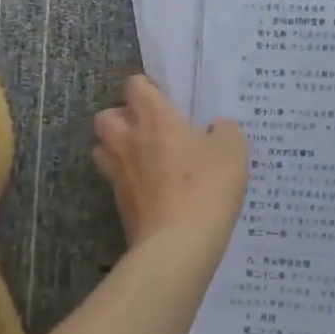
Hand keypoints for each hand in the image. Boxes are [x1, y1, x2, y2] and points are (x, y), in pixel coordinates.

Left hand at [93, 75, 248, 253]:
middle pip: (105, 116)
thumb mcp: (232, 150)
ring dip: (116, 148)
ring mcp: (119, 175)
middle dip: (121, 117)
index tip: (166, 99)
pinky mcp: (120, 206)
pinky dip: (128, 181)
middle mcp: (129, 140)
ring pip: (102, 149)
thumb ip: (224, 130)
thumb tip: (216, 129)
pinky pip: (116, 182)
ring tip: (144, 158)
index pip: (134, 85)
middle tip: (148, 128)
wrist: (178, 248)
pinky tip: (154, 190)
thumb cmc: (206, 187)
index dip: (147, 88)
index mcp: (154, 118)